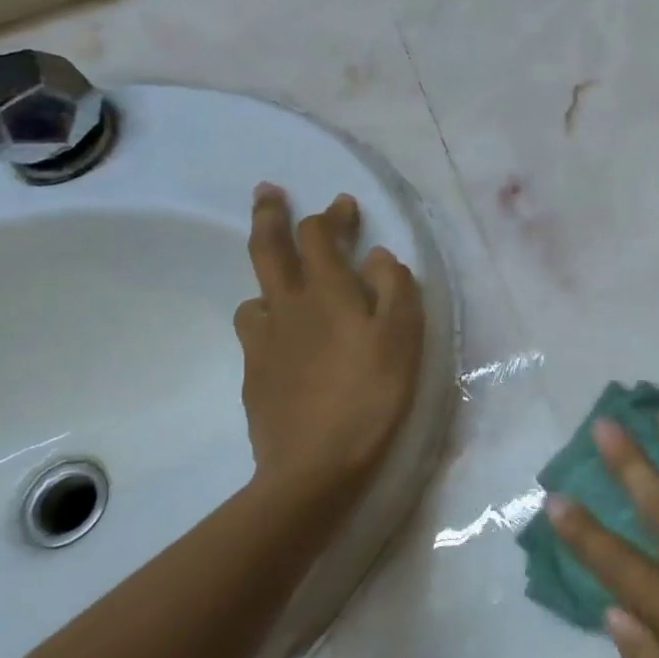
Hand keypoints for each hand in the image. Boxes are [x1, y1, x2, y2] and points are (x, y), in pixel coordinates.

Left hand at [236, 184, 424, 515]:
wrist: (315, 465)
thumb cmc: (372, 394)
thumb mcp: (403, 336)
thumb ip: (394, 287)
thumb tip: (378, 256)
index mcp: (327, 292)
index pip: (320, 236)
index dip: (331, 215)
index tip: (344, 205)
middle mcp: (288, 307)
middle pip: (268, 250)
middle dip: (270, 216)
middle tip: (268, 192)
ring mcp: (264, 342)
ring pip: (256, 294)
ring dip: (268, 277)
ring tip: (282, 282)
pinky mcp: (255, 375)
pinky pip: (255, 334)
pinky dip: (267, 321)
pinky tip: (283, 340)